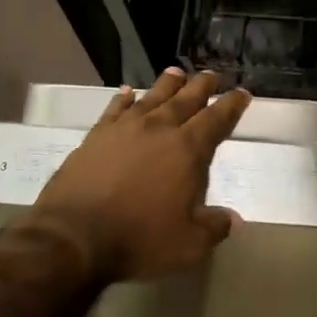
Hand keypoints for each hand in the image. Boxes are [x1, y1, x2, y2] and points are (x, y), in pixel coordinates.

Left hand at [26, 69, 251, 282]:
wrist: (74, 236)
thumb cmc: (139, 239)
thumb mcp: (189, 244)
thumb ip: (214, 227)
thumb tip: (233, 220)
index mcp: (187, 151)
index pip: (216, 120)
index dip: (231, 106)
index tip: (242, 93)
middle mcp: (158, 130)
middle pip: (186, 100)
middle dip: (202, 86)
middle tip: (213, 75)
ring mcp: (124, 130)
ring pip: (152, 97)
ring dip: (167, 84)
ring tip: (176, 72)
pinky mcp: (96, 137)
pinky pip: (115, 109)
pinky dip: (124, 99)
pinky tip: (128, 93)